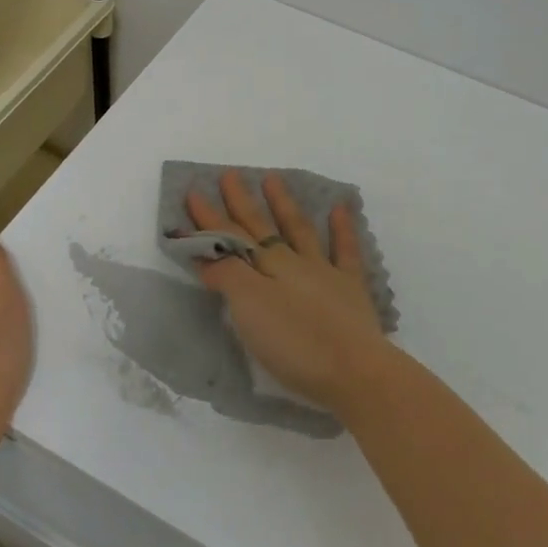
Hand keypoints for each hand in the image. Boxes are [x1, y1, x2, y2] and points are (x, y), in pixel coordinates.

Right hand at [185, 170, 391, 412]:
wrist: (354, 371)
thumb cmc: (295, 344)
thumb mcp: (249, 309)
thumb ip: (228, 276)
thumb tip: (208, 254)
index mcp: (267, 268)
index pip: (231, 237)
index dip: (210, 218)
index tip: (193, 193)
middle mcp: (293, 262)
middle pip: (261, 228)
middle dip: (242, 203)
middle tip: (229, 175)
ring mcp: (324, 273)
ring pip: (300, 231)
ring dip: (284, 205)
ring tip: (272, 179)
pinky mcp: (350, 290)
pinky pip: (346, 251)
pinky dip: (341, 228)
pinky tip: (339, 208)